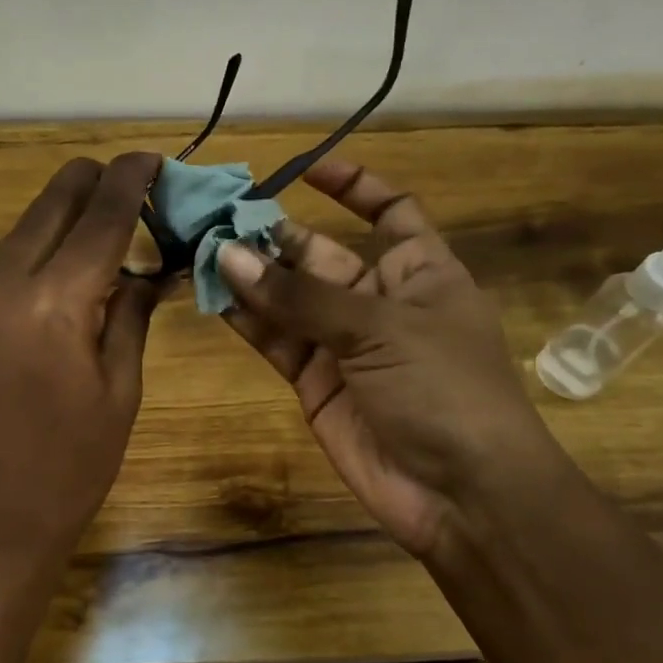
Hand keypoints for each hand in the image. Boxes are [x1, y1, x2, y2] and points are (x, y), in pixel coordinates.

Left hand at [0, 153, 163, 566]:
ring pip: (24, 229)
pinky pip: (6, 263)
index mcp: (52, 304)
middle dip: (92, 182)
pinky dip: (42, 249)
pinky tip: (70, 266)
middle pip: (50, 204)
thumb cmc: (72, 467)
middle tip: (134, 187)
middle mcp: (3, 287)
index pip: (98, 218)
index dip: (129, 180)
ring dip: (65, 216)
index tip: (153, 157)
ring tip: (109, 225)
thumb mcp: (121, 389)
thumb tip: (148, 269)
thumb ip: (132, 315)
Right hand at [217, 158, 562, 561]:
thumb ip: (301, 295)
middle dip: (273, 236)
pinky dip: (247, 320)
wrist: (461, 494)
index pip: (391, 211)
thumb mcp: (380, 328)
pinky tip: (213, 296)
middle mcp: (379, 301)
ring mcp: (343, 344)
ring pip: (289, 298)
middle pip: (319, 254)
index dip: (354, 187)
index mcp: (420, 272)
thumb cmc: (443, 389)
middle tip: (216, 218)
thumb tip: (230, 255)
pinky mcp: (315, 382)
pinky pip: (276, 340)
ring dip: (250, 276)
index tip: (305, 168)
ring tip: (201, 250)